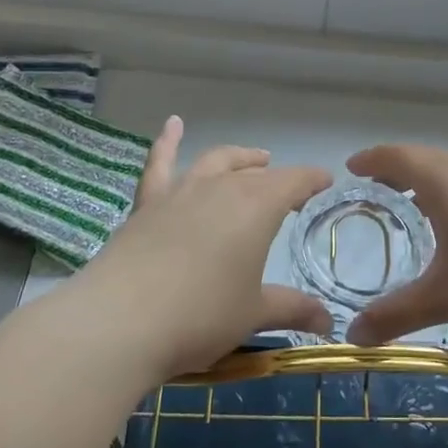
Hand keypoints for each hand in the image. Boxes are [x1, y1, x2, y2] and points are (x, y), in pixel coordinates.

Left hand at [72, 116, 332, 379]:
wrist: (121, 321)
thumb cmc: (200, 315)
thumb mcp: (253, 314)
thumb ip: (292, 309)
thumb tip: (327, 322)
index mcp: (257, 207)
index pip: (294, 181)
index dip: (312, 180)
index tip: (325, 181)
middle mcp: (221, 188)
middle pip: (256, 173)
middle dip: (276, 178)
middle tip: (288, 191)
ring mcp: (181, 191)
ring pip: (216, 162)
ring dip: (238, 158)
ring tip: (253, 159)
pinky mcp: (147, 203)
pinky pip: (160, 163)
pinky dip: (168, 141)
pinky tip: (173, 125)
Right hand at [344, 144, 447, 347]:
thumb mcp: (445, 299)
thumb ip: (395, 315)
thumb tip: (352, 338)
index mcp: (447, 181)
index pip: (399, 156)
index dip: (373, 159)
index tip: (353, 167)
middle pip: (429, 157)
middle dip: (401, 169)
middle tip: (381, 190)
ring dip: (438, 176)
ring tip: (427, 200)